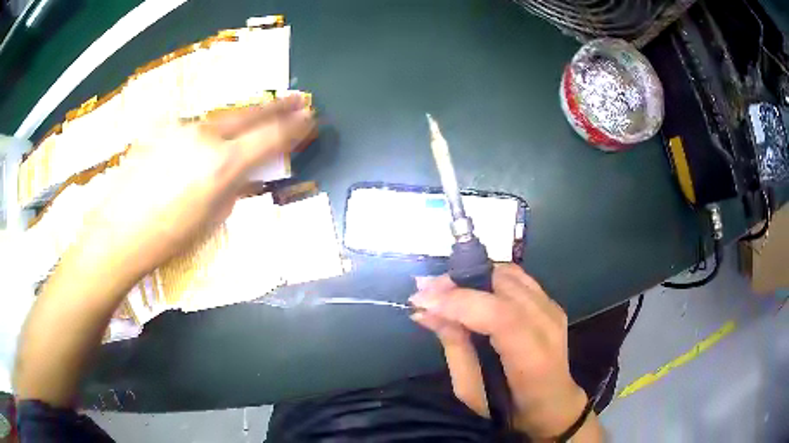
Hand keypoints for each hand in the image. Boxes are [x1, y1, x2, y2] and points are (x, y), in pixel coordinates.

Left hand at [80, 95, 315, 278]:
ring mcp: (180, 127)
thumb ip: (236, 186)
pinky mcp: (161, 127)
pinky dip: (205, 132)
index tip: (309, 118)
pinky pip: (192, 126)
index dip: (294, 127)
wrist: (119, 232)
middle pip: (249, 114)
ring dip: (240, 120)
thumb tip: (248, 171)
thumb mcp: (213, 217)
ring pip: (219, 118)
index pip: (270, 137)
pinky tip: (201, 143)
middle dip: (277, 107)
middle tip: (297, 99)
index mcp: (222, 164)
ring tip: (254, 118)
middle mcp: (204, 136)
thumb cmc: (168, 238)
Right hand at [410, 265, 589, 439]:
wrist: (553, 403)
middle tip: (425, 292)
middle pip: (503, 285)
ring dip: (471, 276)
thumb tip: (425, 312)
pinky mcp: (551, 302)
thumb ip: (454, 348)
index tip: (420, 300)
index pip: (501, 316)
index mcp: (532, 358)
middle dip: (458, 283)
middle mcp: (548, 325)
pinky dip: (488, 278)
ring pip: (508, 273)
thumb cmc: (509, 408)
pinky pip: (516, 277)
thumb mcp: (471, 391)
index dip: (459, 302)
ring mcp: (553, 309)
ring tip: (443, 290)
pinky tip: (470, 291)